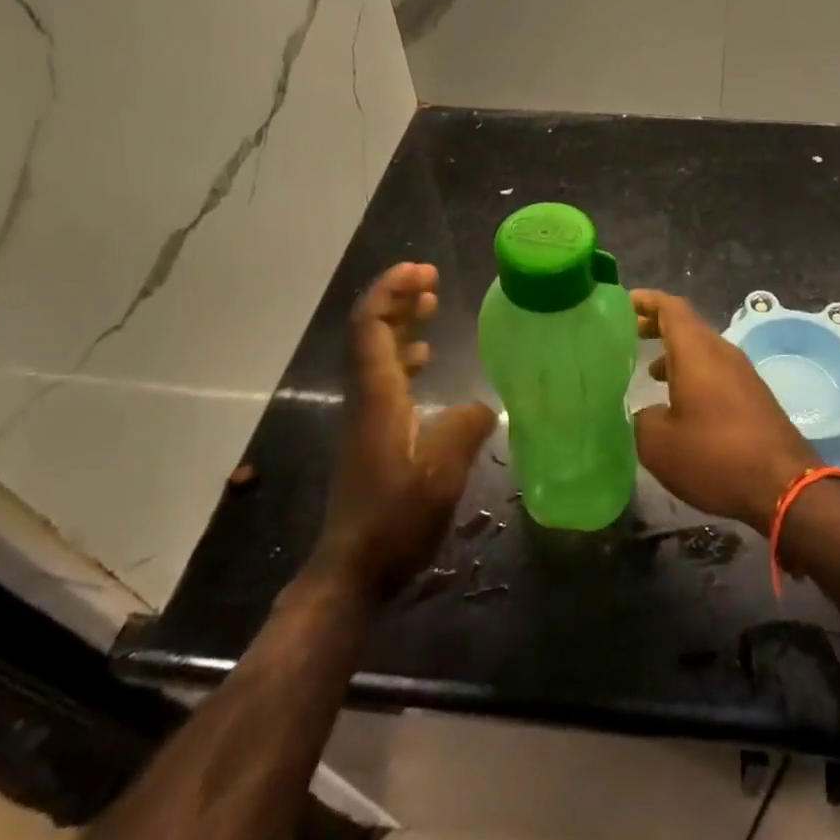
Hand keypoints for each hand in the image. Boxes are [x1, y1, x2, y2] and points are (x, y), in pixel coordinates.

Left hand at [305, 263, 495, 602]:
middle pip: (369, 330)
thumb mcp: (442, 473)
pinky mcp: (372, 431)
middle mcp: (366, 395)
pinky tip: (428, 357)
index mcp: (377, 395)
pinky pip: (385, 374)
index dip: (390, 290)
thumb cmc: (396, 519)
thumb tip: (485, 405)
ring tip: (432, 303)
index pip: (370, 325)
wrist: (354, 568)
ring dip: (401, 321)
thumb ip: (465, 429)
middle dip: (396, 297)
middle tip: (432, 279)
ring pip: (377, 351)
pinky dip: (405, 353)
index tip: (422, 270)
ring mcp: (366, 413)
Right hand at [632, 289, 818, 532]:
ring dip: (675, 354)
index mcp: (696, 351)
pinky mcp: (754, 396)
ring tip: (648, 371)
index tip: (623, 302)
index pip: (670, 307)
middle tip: (628, 334)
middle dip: (657, 326)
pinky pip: (716, 371)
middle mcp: (722, 353)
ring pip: (702, 350)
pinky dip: (693, 374)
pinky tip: (680, 403)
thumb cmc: (714, 456)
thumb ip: (641, 419)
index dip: (646, 300)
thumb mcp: (658, 444)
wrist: (784, 485)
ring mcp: (742, 374)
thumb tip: (643, 412)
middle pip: (687, 325)